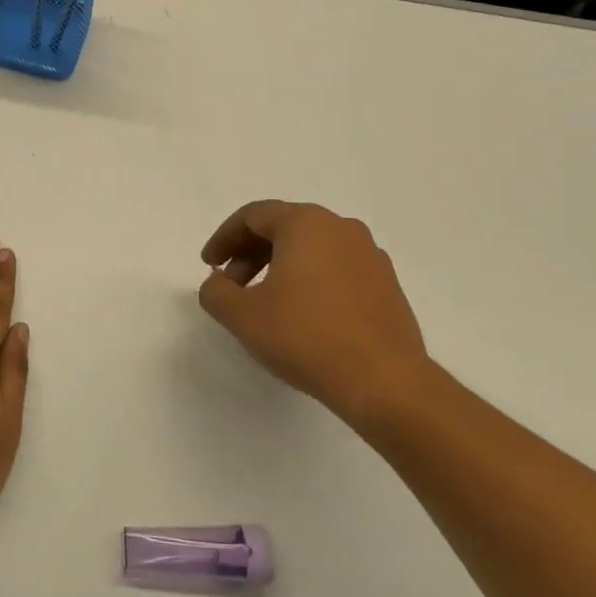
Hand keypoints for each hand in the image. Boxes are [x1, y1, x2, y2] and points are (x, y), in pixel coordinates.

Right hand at [198, 200, 431, 426]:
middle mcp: (341, 228)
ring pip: (312, 248)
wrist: (384, 380)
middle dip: (250, 253)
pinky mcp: (387, 284)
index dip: (224, 238)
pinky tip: (302, 315)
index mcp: (306, 223)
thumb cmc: (306, 336)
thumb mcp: (242, 315)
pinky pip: (336, 269)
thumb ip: (216, 291)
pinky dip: (310, 280)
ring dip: (280, 267)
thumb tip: (218, 283)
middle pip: (283, 228)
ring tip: (265, 303)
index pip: (253, 216)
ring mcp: (370, 255)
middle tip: (231, 286)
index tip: (209, 265)